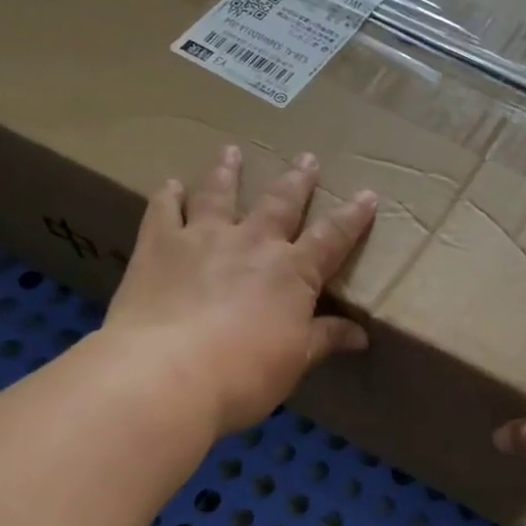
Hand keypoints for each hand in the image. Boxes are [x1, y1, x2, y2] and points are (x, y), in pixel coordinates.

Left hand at [104, 145, 376, 436]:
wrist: (167, 374)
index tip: (367, 194)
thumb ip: (325, 339)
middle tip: (307, 158)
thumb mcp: (296, 361)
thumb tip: (360, 334)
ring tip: (232, 151)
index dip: (352, 217)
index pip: (332, 238)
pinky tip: (170, 184)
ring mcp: (203, 238)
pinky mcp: (159, 245)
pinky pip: (164, 210)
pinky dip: (168, 195)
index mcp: (293, 272)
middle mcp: (253, 243)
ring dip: (228, 171)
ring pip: (220, 194)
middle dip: (298, 180)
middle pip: (281, 203)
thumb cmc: (244, 374)